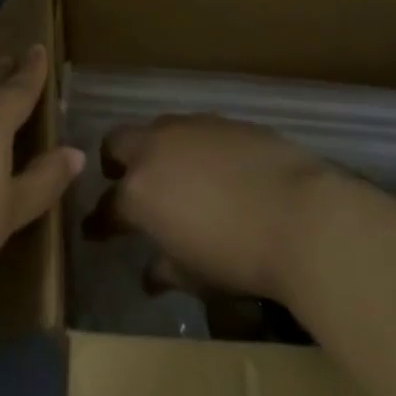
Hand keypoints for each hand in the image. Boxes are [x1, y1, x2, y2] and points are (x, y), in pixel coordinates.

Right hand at [88, 114, 333, 301]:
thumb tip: (151, 273)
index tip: (95, 231)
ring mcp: (190, 127)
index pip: (107, 207)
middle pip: (117, 143)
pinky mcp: (223, 119)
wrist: (300, 215)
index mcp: (140, 191)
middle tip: (125, 184)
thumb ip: (166, 270)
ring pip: (157, 129)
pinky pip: (194, 130)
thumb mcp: (196, 276)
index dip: (99, 222)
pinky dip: (192, 147)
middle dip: (114, 162)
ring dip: (156, 150)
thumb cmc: (239, 257)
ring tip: (173, 175)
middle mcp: (156, 148)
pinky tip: (213, 168)